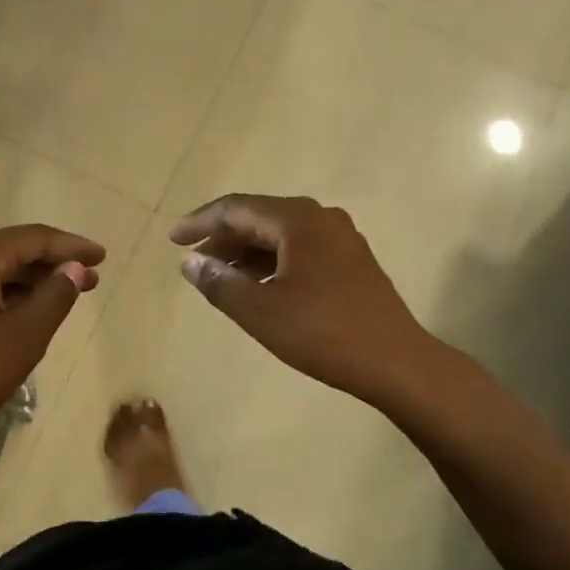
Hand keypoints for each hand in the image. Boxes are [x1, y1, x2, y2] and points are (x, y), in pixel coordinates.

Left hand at [0, 224, 104, 453]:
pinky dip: (8, 294)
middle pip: (12, 251)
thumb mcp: (23, 337)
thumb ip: (55, 296)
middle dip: (53, 263)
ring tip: (68, 294)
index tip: (102, 256)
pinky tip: (29, 310)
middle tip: (91, 278)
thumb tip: (76, 269)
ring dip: (31, 280)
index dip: (71, 246)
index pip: (32, 238)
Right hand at [170, 194, 429, 403]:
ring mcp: (340, 237)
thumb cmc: (323, 333)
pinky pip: (299, 248)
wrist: (396, 361)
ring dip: (246, 253)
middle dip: (223, 238)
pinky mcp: (350, 260)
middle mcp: (321, 217)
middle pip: (259, 217)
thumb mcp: (260, 311)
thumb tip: (189, 262)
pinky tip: (257, 286)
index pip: (236, 208)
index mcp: (298, 220)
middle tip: (193, 262)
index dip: (200, 222)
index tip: (173, 239)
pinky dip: (271, 262)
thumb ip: (219, 283)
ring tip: (220, 277)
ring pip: (280, 235)